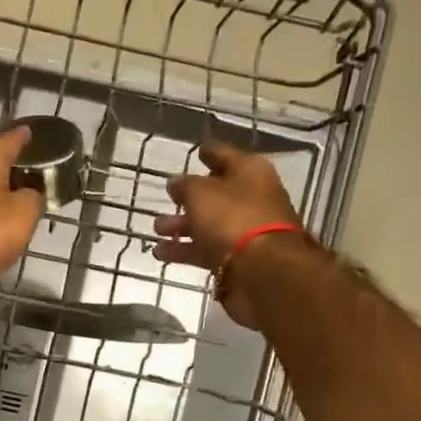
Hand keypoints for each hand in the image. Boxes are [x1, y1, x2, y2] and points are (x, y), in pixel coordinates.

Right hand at [153, 138, 303, 326]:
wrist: (263, 270)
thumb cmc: (232, 218)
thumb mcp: (201, 193)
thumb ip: (185, 186)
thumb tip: (176, 183)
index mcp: (249, 172)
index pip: (224, 155)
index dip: (209, 153)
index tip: (196, 150)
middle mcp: (252, 198)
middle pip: (216, 195)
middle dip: (189, 198)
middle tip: (166, 199)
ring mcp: (246, 231)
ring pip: (209, 224)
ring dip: (182, 227)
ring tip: (157, 230)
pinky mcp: (238, 260)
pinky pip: (207, 250)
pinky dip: (186, 251)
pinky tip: (161, 253)